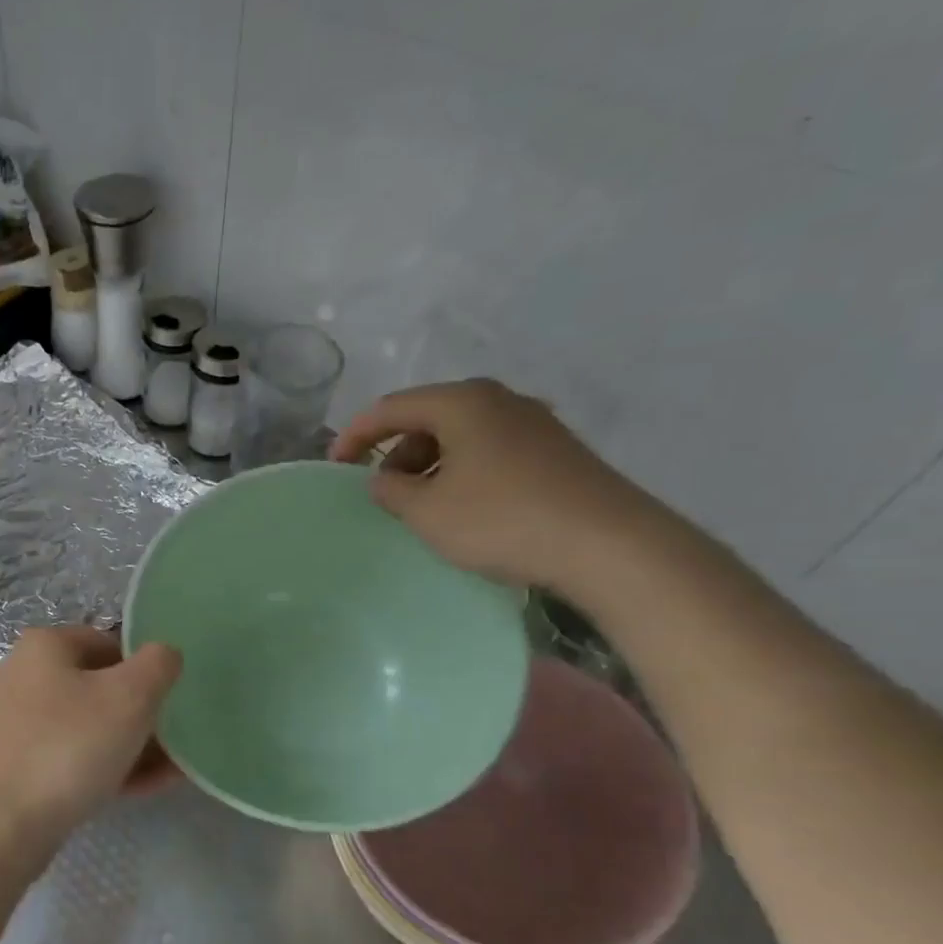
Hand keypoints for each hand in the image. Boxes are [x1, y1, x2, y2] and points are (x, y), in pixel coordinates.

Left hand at [0, 626, 181, 871]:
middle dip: (140, 714)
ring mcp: (11, 721)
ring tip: (167, 772)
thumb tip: (164, 654)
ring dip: (128, 744)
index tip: (167, 704)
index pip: (109, 643)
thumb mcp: (131, 697)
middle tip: (172, 742)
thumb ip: (158, 664)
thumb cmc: (70, 747)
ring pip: (85, 725)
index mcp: (43, 646)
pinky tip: (136, 788)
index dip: (145, 671)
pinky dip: (100, 765)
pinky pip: (66, 755)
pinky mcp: (10, 762)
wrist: (3, 826)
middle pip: (97, 687)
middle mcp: (20, 675)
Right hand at [329, 378, 665, 596]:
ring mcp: (533, 422)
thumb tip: (382, 479)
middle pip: (428, 417)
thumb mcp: (427, 511)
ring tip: (422, 506)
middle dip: (396, 452)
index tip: (334, 465)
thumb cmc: (501, 519)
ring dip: (430, 465)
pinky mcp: (555, 450)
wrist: (608, 544)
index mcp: (461, 402)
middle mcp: (498, 399)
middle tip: (383, 492)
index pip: (391, 408)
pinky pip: (489, 451)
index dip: (355, 435)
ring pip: (461, 435)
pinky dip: (462, 472)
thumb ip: (391, 490)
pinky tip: (465, 507)